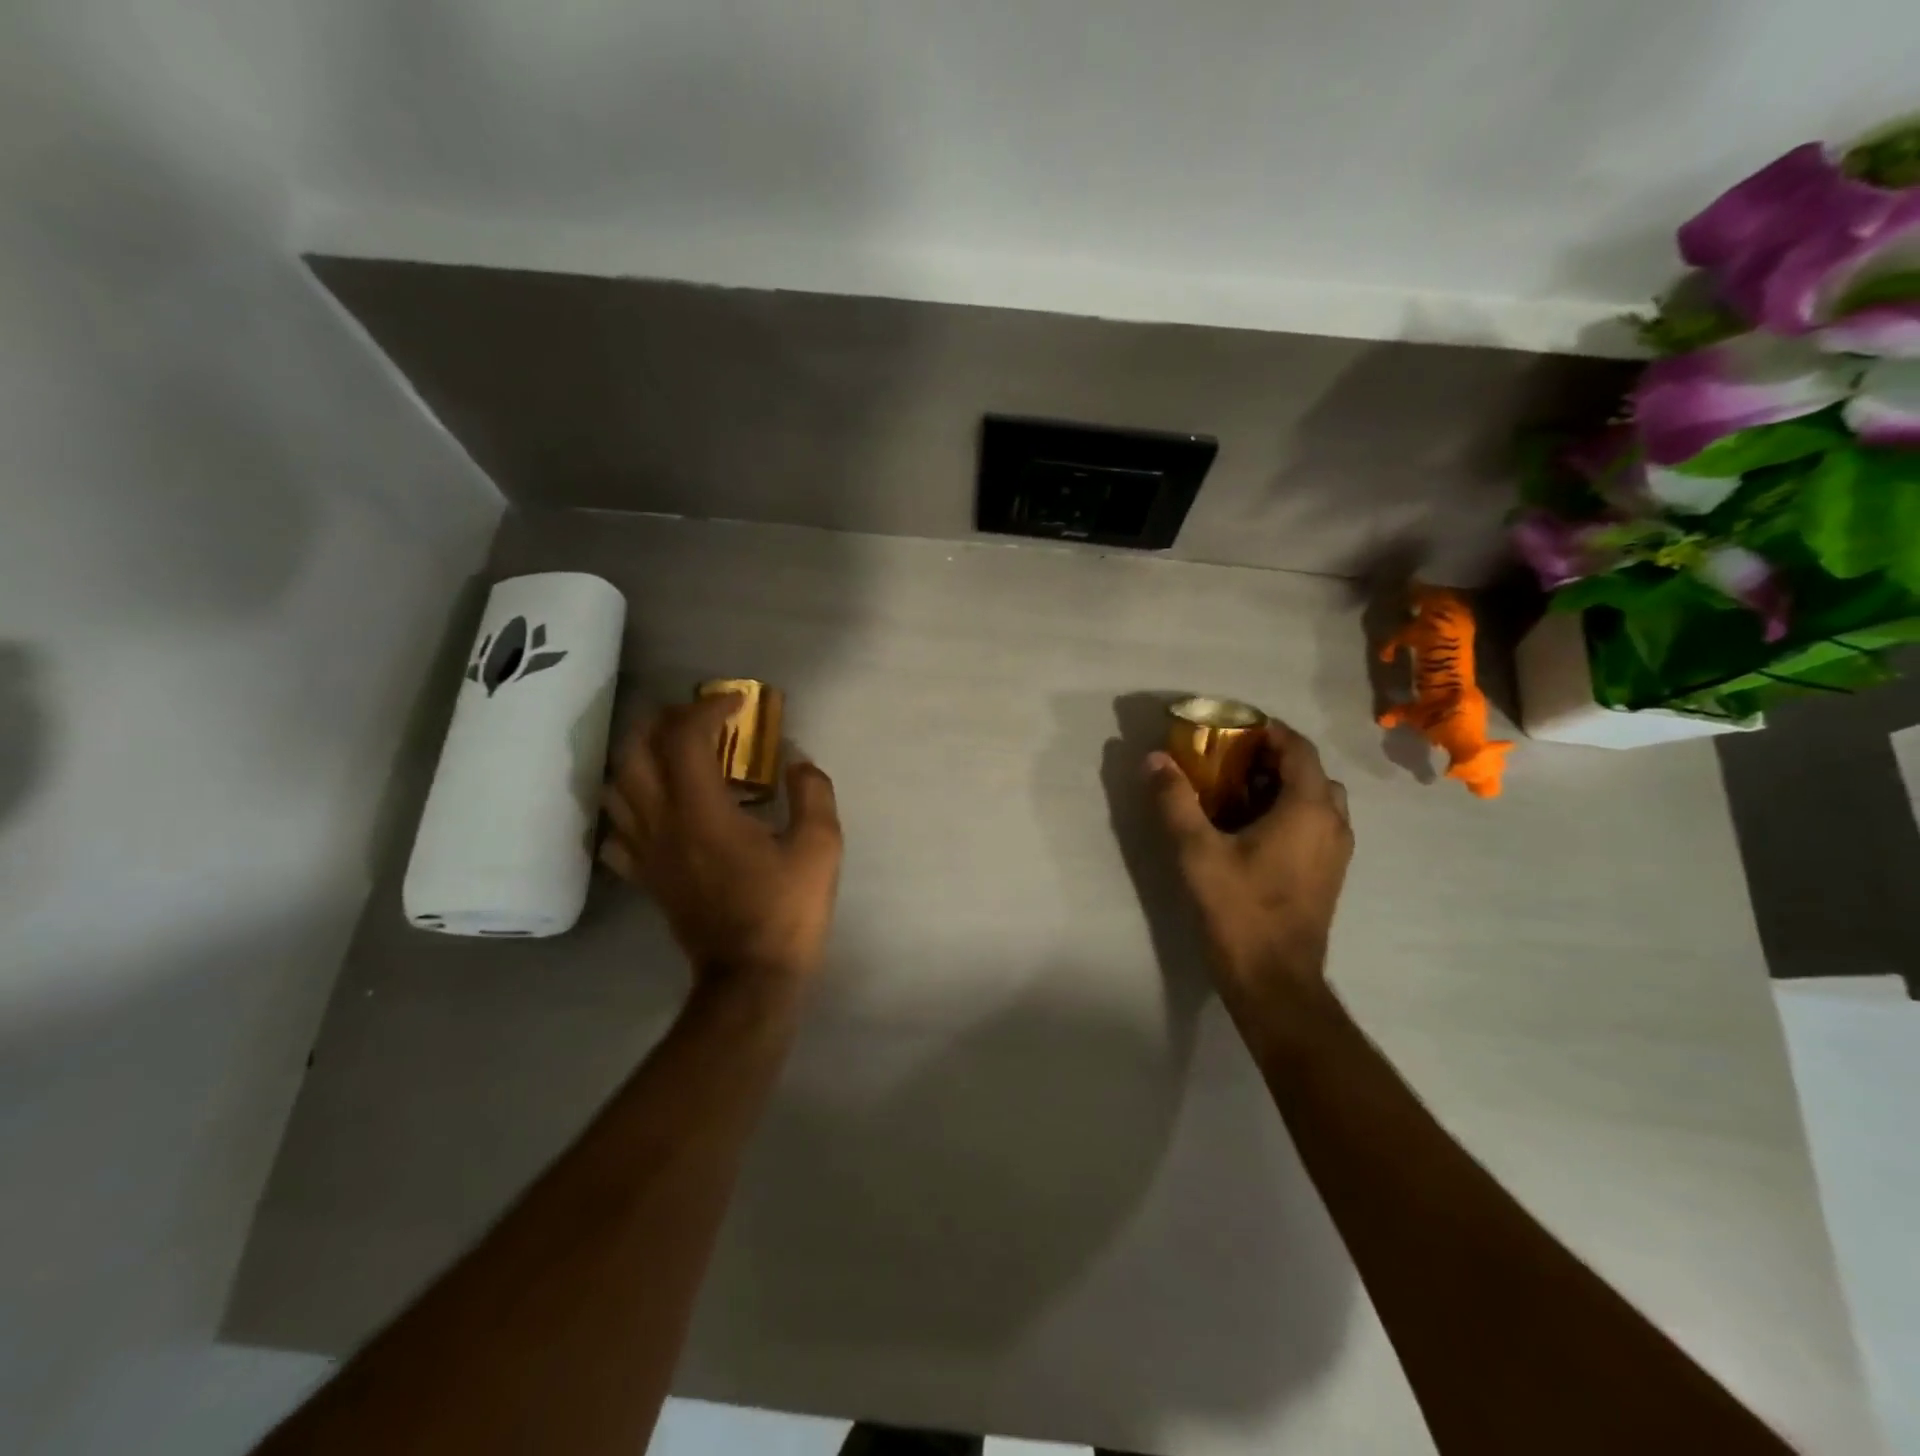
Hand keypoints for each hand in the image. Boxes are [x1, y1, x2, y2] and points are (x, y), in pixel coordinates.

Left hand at [601, 694, 843, 984]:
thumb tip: (796, 759)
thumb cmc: (787, 910)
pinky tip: (654, 806)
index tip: (738, 703)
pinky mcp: (644, 876)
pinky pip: (616, 829)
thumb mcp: (821, 846)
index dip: (708, 708)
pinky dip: (628, 806)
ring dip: (640, 756)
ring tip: (673, 751)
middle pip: (635, 752)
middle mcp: (661, 823)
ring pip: (616, 786)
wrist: (750, 977)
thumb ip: (812, 792)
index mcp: (702, 812)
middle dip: (663, 721)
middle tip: (698, 717)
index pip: (685, 738)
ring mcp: (646, 852)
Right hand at [1146, 720, 1352, 1006]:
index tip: (1229, 727)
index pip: (1298, 747)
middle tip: (1227, 759)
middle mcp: (1333, 823)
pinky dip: (1288, 811)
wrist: (1274, 980)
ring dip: (1280, 785)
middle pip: (1309, 771)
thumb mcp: (1196, 851)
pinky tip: (1249, 828)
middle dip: (1270, 757)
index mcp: (1308, 808)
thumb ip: (1175, 801)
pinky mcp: (1328, 874)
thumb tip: (1155, 759)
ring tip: (1235, 791)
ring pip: (1315, 799)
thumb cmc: (1239, 910)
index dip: (1266, 730)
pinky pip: (1314, 824)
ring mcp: (1336, 851)